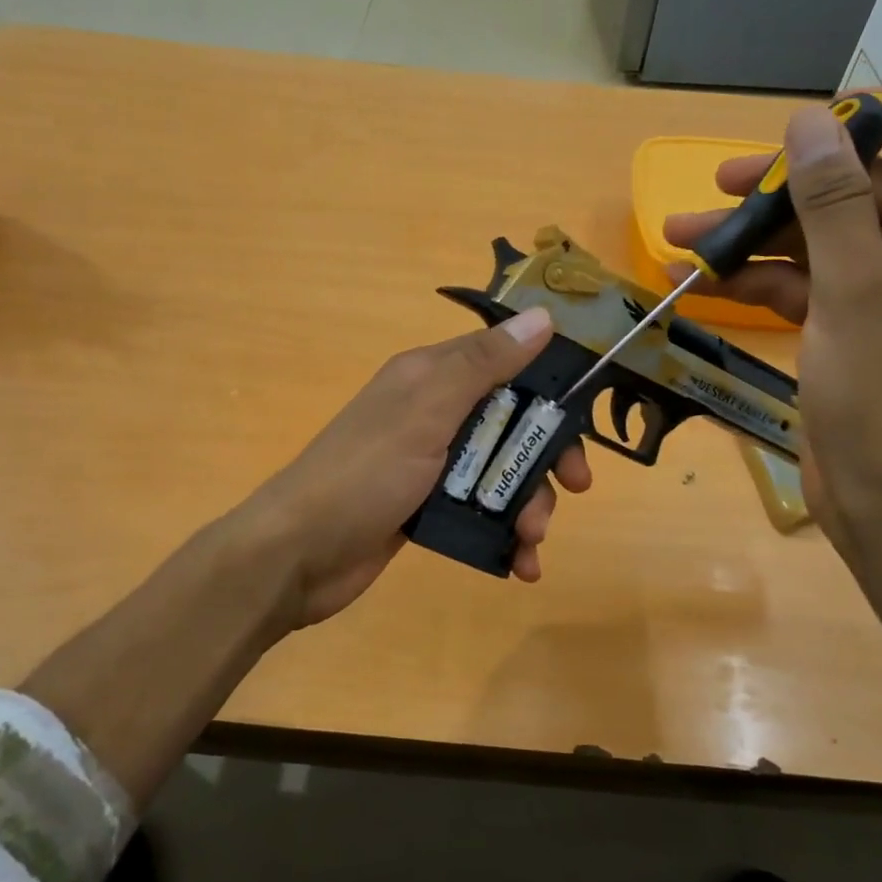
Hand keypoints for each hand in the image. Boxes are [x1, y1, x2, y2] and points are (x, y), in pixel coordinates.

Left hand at [237, 305, 592, 630]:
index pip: (503, 363)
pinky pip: (479, 513)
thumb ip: (483, 365)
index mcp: (430, 378)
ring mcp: (429, 465)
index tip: (583, 419)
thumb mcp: (427, 410)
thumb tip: (541, 317)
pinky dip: (504, 536)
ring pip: (499, 473)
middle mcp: (432, 414)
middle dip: (545, 458)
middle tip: (577, 488)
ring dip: (527, 505)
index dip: (548, 387)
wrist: (298, 553)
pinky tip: (521, 565)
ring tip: (532, 540)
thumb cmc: (365, 473)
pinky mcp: (426, 509)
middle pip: (510, 424)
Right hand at [663, 89, 881, 543]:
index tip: (826, 118)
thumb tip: (809, 119)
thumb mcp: (854, 286)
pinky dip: (754, 280)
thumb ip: (831, 199)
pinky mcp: (847, 330)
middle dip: (787, 184)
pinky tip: (699, 280)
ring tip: (679, 236)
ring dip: (753, 236)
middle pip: (861, 189)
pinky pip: (800, 286)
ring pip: (817, 241)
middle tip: (720, 184)